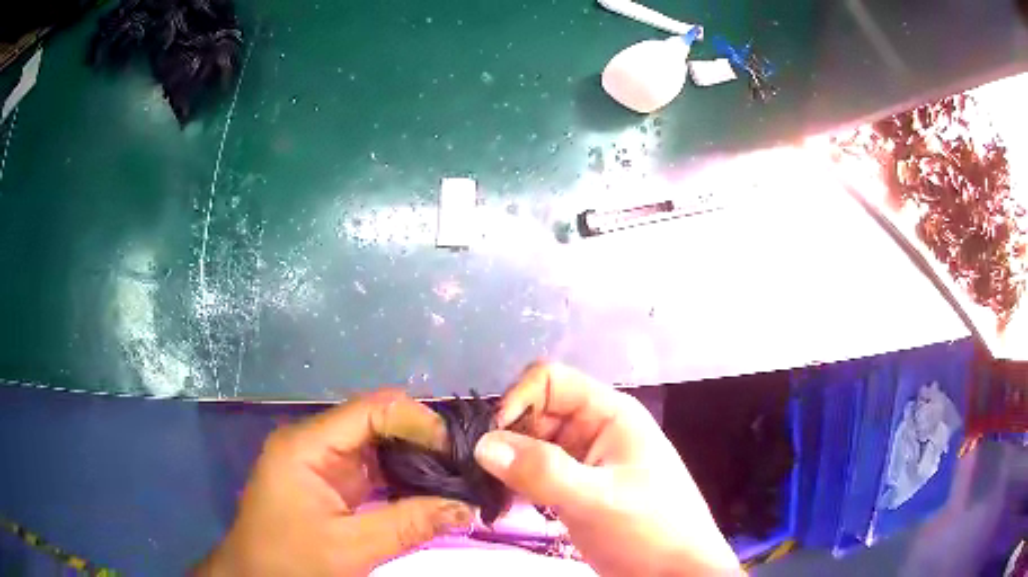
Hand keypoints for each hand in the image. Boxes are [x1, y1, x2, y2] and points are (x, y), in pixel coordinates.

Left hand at [196, 390, 475, 576]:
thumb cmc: (291, 561)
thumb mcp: (351, 548)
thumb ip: (409, 524)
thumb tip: (468, 508)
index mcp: (307, 445)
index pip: (371, 410)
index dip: (419, 422)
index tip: (458, 452)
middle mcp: (314, 442)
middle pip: (376, 421)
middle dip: (423, 440)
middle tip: (465, 465)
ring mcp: (320, 460)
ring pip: (377, 444)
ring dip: (416, 459)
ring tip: (456, 476)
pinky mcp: (328, 480)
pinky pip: (372, 467)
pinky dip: (402, 477)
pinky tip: (429, 490)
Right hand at [474, 363, 741, 575]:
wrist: (675, 573)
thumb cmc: (649, 529)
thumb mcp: (597, 499)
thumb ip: (542, 471)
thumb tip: (483, 444)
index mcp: (609, 414)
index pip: (550, 381)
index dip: (517, 401)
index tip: (494, 442)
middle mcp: (594, 429)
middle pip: (536, 414)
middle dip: (506, 439)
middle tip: (480, 475)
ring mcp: (585, 461)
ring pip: (531, 446)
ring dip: (507, 466)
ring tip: (488, 495)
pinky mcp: (575, 488)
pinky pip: (536, 474)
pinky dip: (516, 485)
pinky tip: (502, 505)